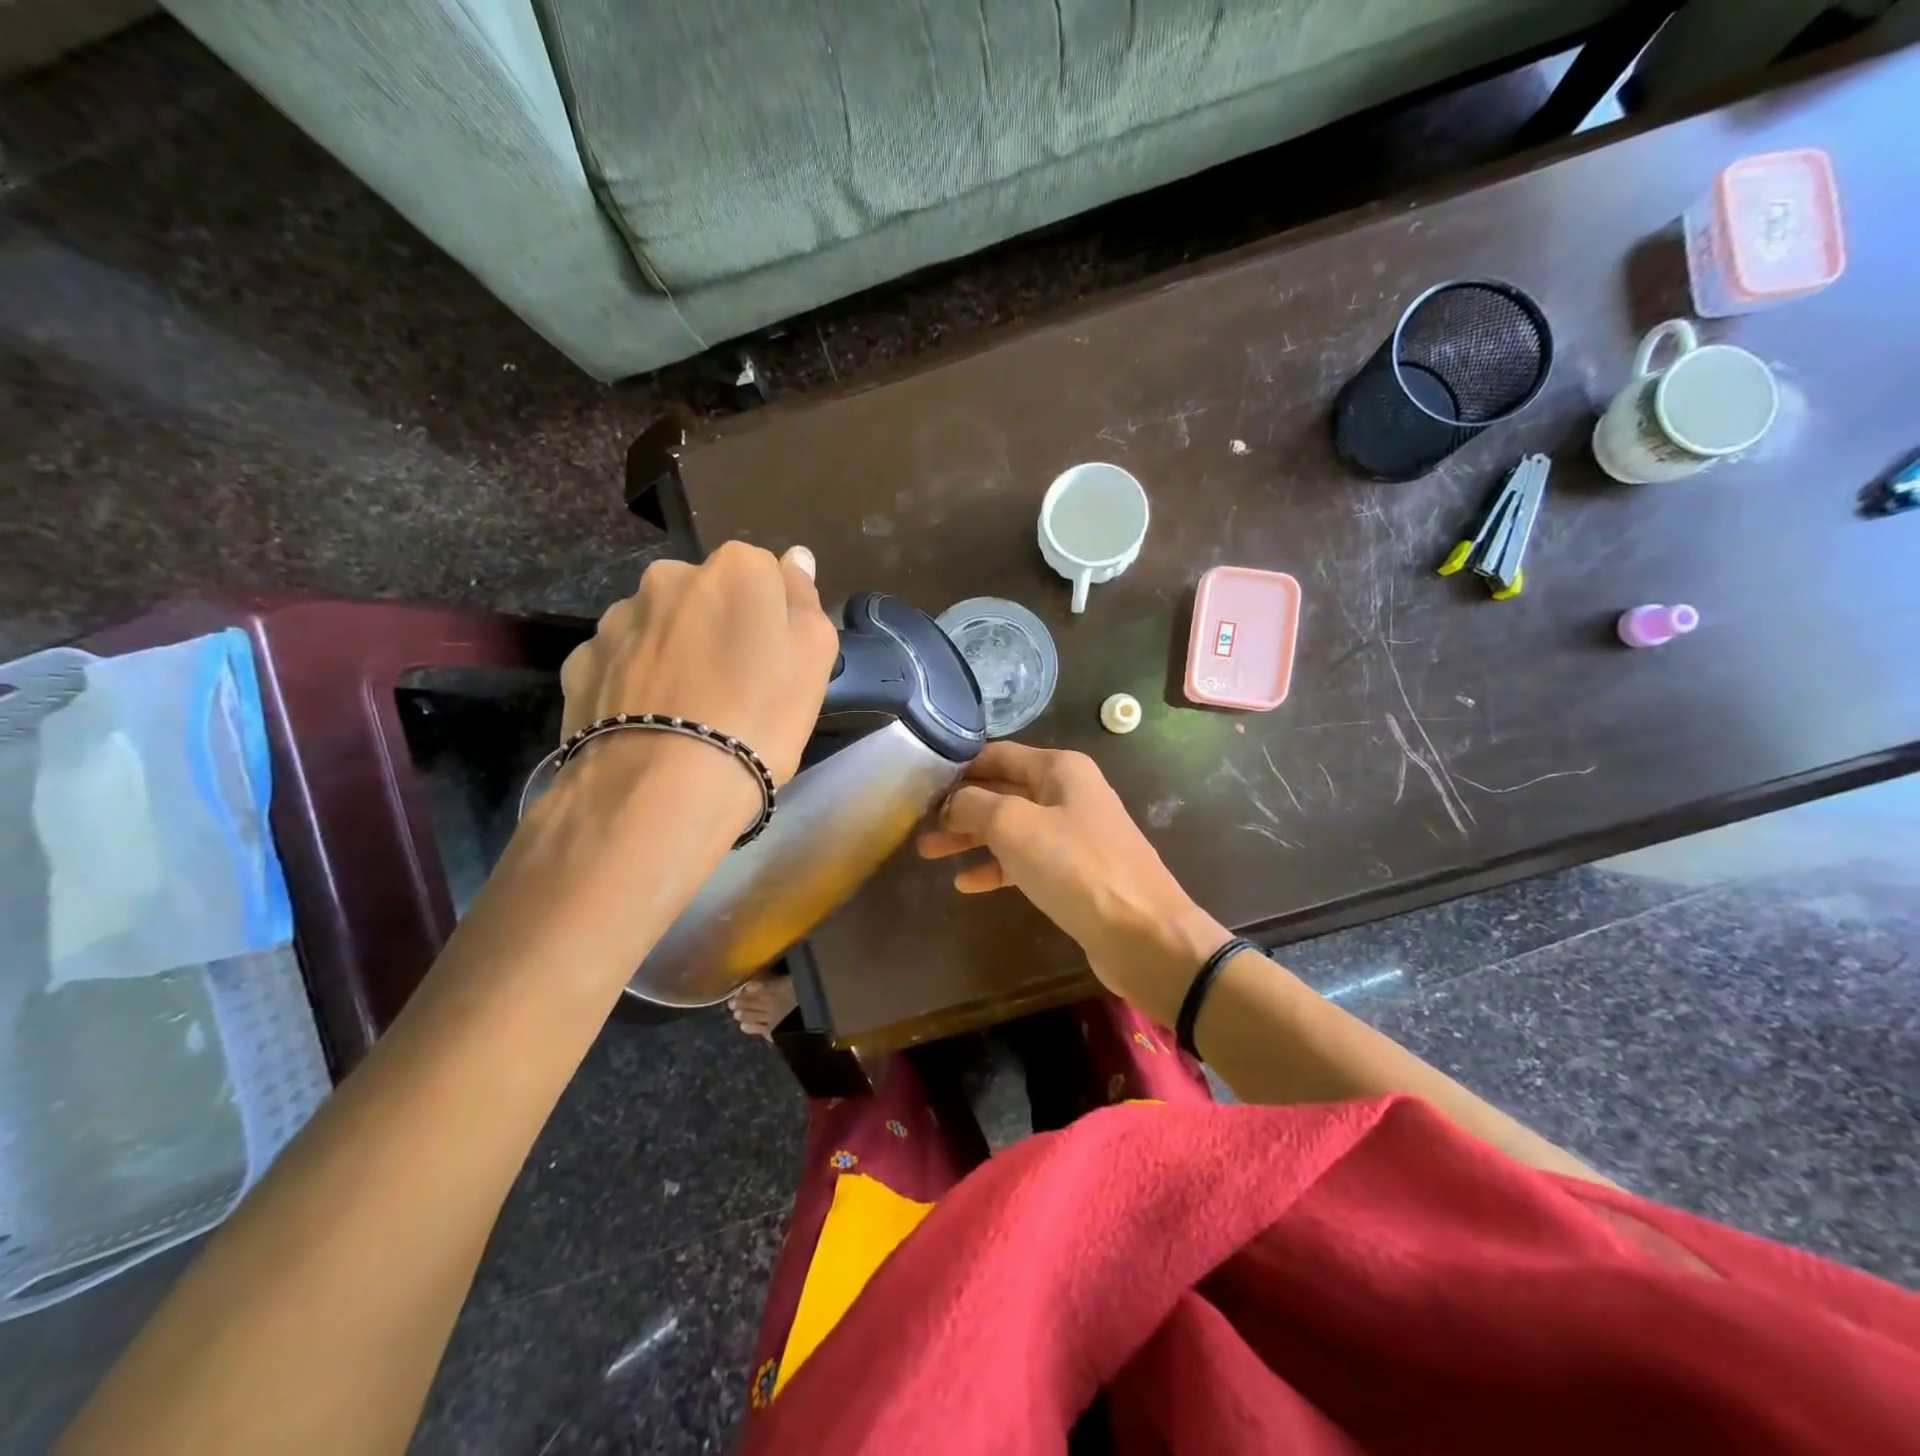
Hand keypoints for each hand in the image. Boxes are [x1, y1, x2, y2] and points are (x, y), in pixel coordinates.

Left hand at [556, 542, 839, 832]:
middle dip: (718, 625)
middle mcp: (668, 577)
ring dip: (674, 650)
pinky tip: (649, 720)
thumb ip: (804, 598)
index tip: (774, 658)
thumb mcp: (814, 658)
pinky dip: (635, 679)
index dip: (771, 616)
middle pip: (705, 594)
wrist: (663, 789)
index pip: (763, 572)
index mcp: (734, 570)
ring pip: (659, 625)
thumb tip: (795, 557)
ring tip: (686, 710)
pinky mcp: (579, 662)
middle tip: (734, 685)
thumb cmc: (759, 718)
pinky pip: (620, 660)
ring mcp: (617, 618)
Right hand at [915, 742, 1227, 1024]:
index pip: (997, 755)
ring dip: (971, 838)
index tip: (920, 782)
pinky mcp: (1075, 872)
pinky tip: (966, 883)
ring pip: (1011, 827)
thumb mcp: (1015, 826)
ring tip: (929, 852)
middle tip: (917, 823)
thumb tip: (952, 802)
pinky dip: (996, 867)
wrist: (1143, 933)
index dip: (958, 767)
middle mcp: (1068, 793)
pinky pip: (1026, 861)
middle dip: (959, 807)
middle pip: (1002, 791)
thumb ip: (975, 805)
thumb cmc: (1076, 868)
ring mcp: (1073, 834)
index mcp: (1059, 769)